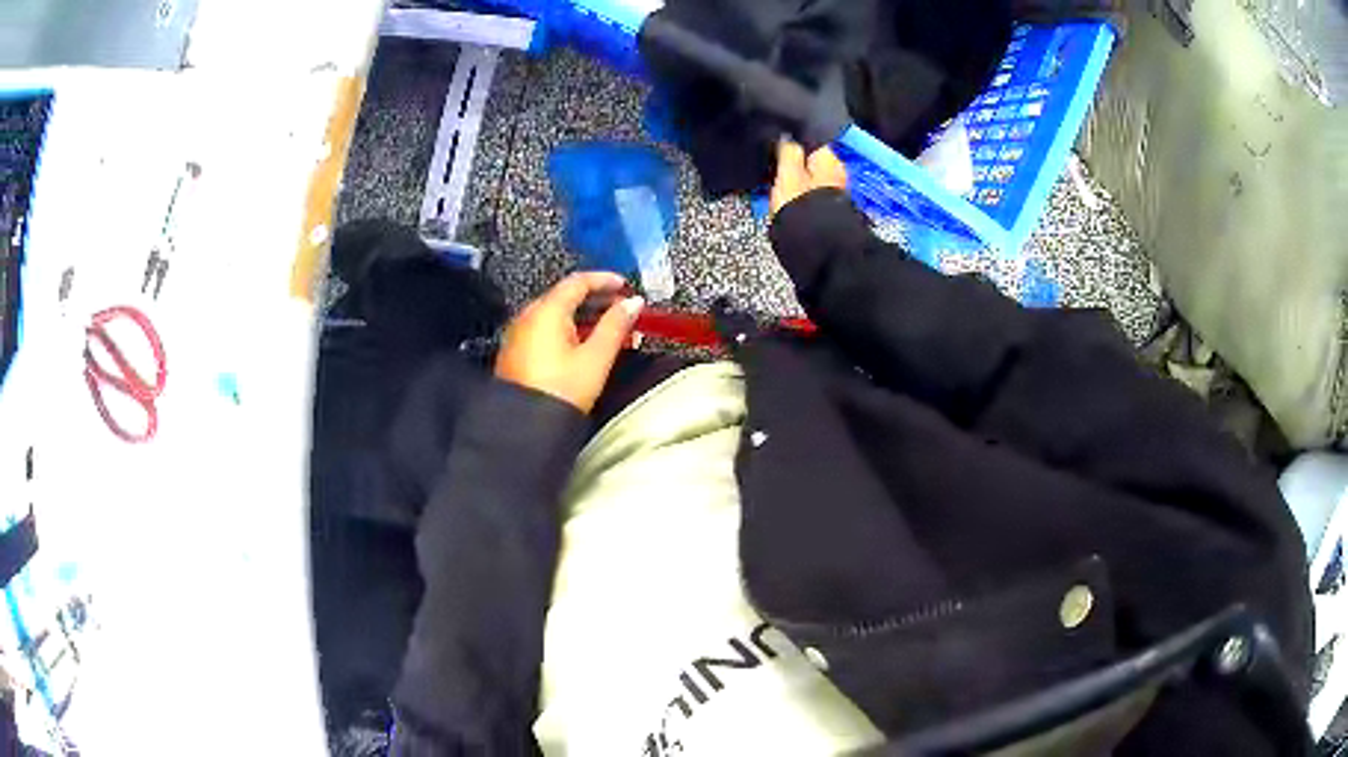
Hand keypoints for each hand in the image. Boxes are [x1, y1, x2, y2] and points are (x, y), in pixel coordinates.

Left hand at [495, 272, 643, 413]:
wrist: (525, 428)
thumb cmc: (560, 392)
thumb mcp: (596, 358)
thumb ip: (616, 325)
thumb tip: (632, 303)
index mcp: (546, 311)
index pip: (578, 282)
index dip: (605, 280)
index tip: (624, 285)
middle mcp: (528, 317)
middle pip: (565, 296)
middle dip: (597, 300)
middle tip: (622, 309)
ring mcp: (519, 335)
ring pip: (555, 315)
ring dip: (583, 317)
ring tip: (609, 330)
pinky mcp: (517, 353)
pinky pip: (545, 331)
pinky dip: (567, 330)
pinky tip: (584, 345)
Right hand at [770, 140, 847, 216]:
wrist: (815, 244)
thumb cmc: (799, 204)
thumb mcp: (787, 172)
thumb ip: (788, 150)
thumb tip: (788, 137)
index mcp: (830, 158)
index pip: (812, 139)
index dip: (794, 139)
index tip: (776, 143)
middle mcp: (837, 171)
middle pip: (813, 158)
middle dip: (797, 158)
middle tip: (774, 162)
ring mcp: (835, 190)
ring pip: (812, 174)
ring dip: (797, 175)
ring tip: (777, 178)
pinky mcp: (828, 207)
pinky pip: (812, 190)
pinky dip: (801, 190)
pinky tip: (788, 194)